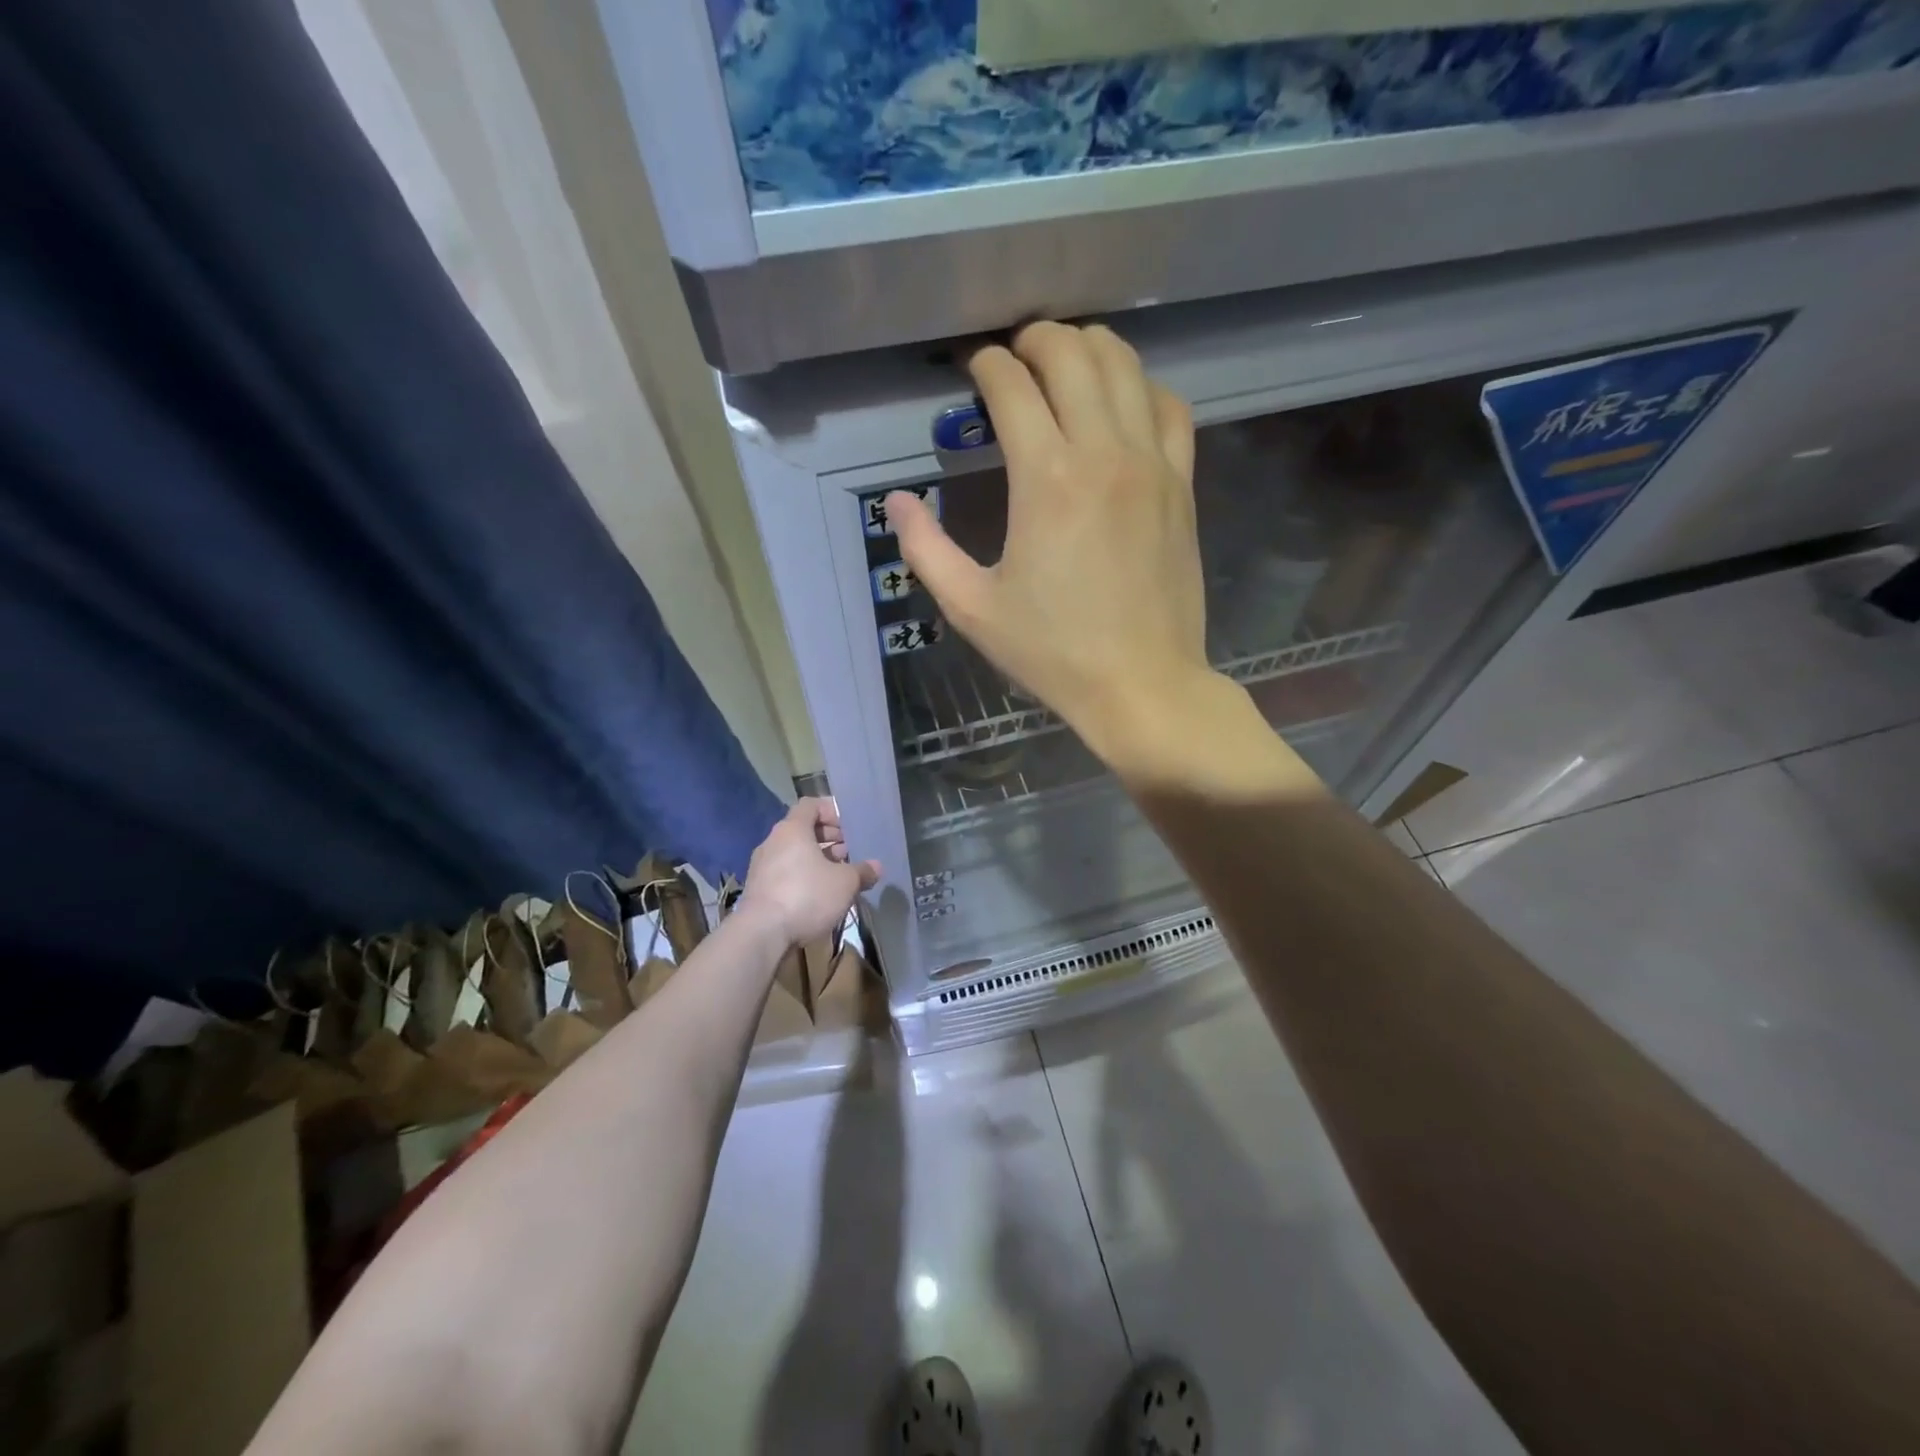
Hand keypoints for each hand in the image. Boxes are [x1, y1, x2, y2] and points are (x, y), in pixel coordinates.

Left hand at [740, 798, 879, 946]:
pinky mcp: (758, 889)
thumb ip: (862, 871)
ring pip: (794, 853)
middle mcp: (773, 842)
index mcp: (792, 829)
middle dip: (828, 837)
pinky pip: (784, 873)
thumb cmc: (806, 895)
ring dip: (816, 859)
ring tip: (838, 874)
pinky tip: (819, 894)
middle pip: (802, 829)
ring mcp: (762, 866)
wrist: (761, 934)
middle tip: (849, 851)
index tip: (849, 827)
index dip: (831, 811)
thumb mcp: (844, 883)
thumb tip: (877, 867)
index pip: (811, 805)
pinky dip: (802, 876)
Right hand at [887, 322, 1212, 761]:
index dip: (986, 367)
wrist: (1141, 684)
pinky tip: (1124, 403)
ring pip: (1126, 367)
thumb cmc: (1052, 652)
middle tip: (1014, 358)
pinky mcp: (1181, 484)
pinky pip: (1170, 407)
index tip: (973, 373)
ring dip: (1089, 350)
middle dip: (1036, 340)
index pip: (1012, 386)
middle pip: (1072, 355)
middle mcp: (1102, 453)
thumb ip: (926, 549)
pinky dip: (1143, 387)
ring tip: (1064, 364)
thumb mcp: (972, 608)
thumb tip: (896, 501)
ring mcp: (1151, 464)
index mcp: (1045, 479)